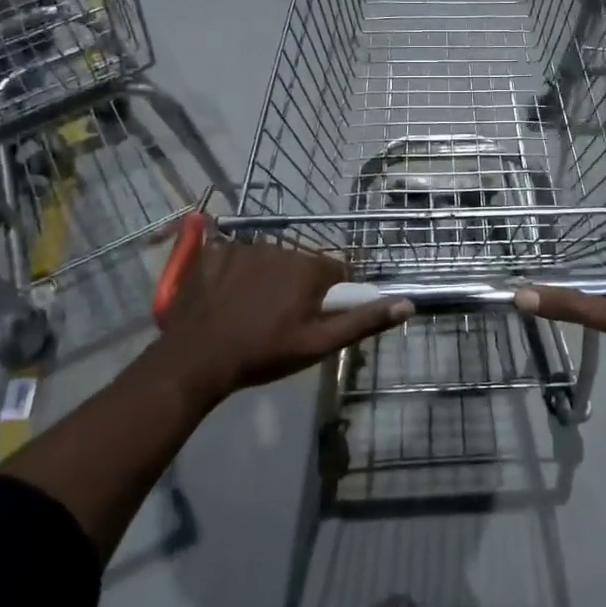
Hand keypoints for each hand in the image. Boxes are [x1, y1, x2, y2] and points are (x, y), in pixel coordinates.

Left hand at [156, 238, 411, 403]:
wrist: (197, 358)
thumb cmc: (264, 353)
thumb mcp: (319, 344)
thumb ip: (363, 321)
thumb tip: (407, 304)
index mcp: (308, 268)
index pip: (337, 272)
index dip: (331, 296)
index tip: (315, 318)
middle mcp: (280, 247)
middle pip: (303, 264)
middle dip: (299, 287)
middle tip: (282, 320)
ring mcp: (243, 247)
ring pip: (271, 259)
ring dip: (269, 278)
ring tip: (251, 312)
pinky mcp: (213, 252)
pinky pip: (236, 256)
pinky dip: (237, 273)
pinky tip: (227, 298)